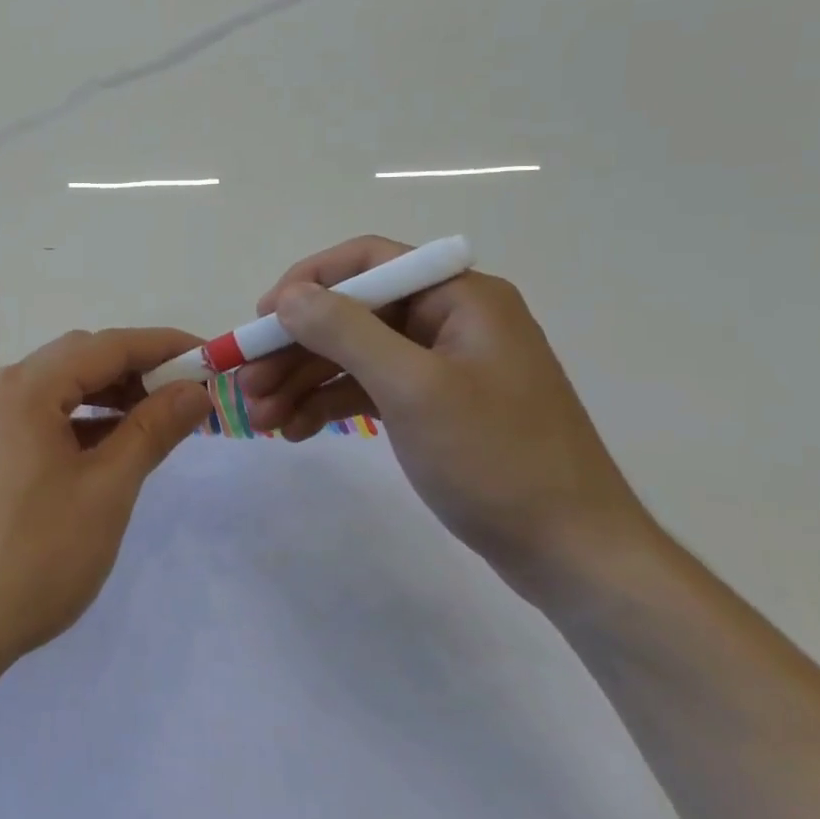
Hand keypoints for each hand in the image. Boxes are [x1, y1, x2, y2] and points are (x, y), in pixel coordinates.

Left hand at [0, 328, 213, 674]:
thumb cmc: (36, 555)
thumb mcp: (107, 490)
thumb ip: (152, 430)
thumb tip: (195, 391)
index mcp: (26, 388)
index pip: (106, 345)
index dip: (162, 346)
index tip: (209, 358)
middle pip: (78, 360)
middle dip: (135, 370)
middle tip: (184, 397)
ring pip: (57, 390)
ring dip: (107, 397)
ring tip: (153, 423)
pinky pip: (38, 418)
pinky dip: (78, 423)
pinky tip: (106, 451)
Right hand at [237, 236, 655, 597]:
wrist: (573, 556)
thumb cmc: (497, 459)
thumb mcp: (413, 388)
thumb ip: (346, 332)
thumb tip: (288, 295)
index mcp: (459, 297)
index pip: (368, 262)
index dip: (308, 283)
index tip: (262, 319)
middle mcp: (449, 320)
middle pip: (352, 314)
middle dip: (295, 348)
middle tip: (246, 384)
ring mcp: (441, 366)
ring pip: (353, 355)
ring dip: (302, 381)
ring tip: (260, 420)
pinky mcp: (433, 406)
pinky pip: (368, 389)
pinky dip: (329, 405)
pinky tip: (293, 431)